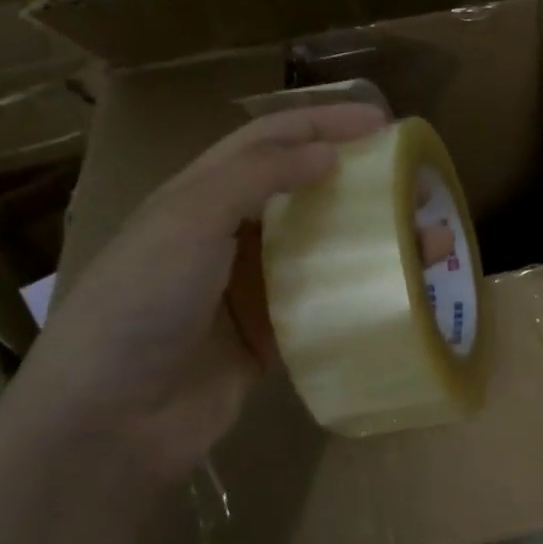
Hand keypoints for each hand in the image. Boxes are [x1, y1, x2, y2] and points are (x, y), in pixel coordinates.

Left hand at [12, 103, 387, 482]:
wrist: (110, 420)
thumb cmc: (143, 302)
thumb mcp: (189, 219)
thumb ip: (258, 175)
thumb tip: (329, 152)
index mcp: (204, 194)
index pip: (272, 140)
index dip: (325, 123)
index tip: (383, 123)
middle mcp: (231, 234)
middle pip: (308, 192)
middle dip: (362, 181)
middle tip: (415, 182)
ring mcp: (253, 288)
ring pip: (326, 249)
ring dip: (377, 240)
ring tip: (432, 241)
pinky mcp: (272, 336)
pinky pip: (327, 304)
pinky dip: (364, 292)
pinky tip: (403, 291)